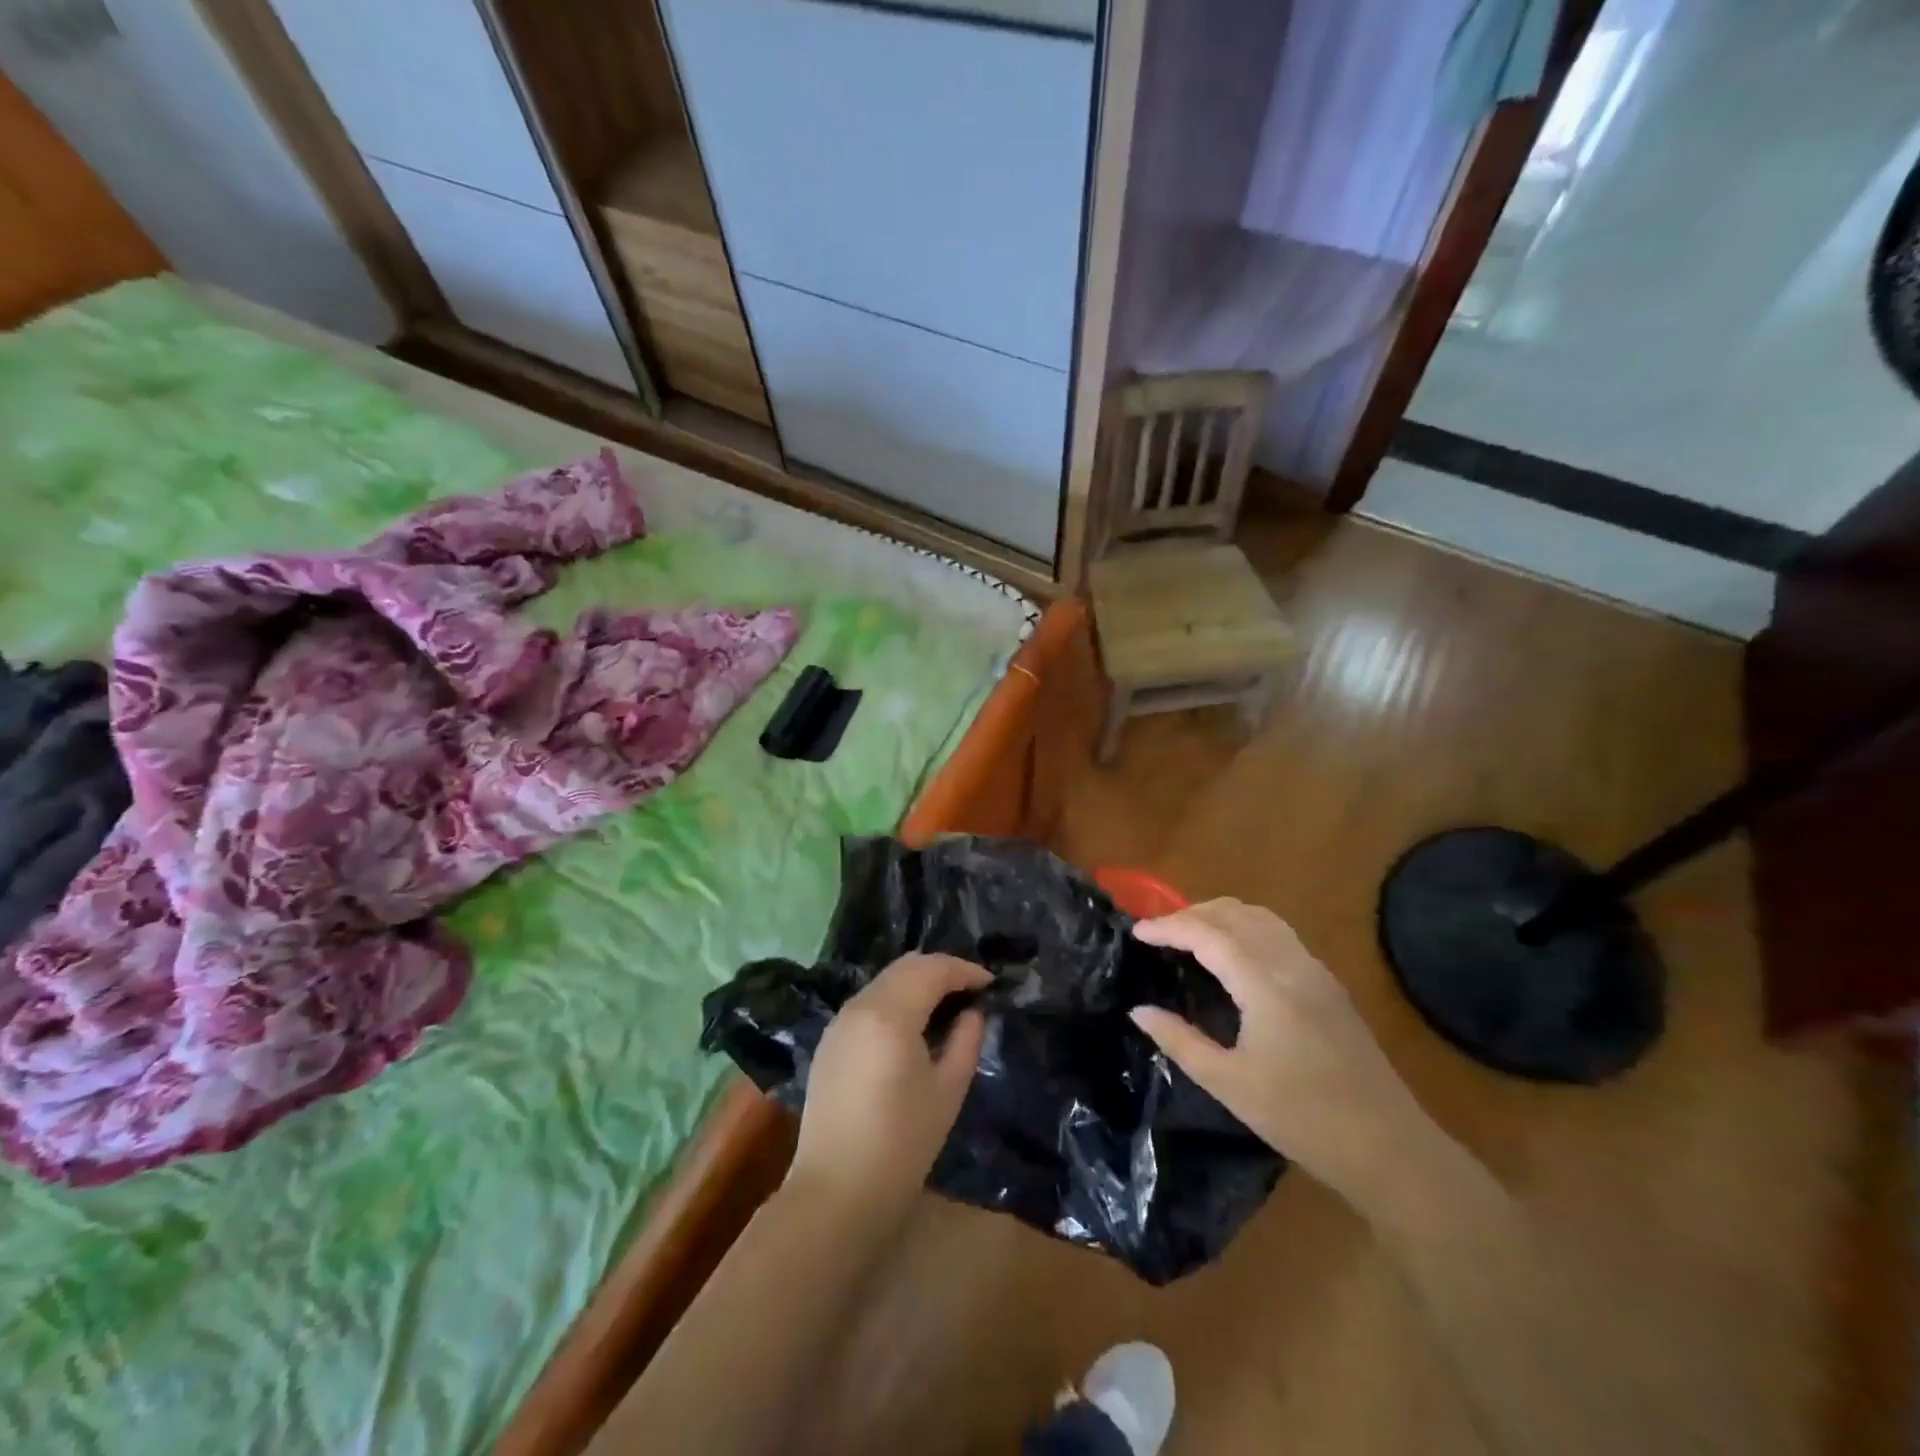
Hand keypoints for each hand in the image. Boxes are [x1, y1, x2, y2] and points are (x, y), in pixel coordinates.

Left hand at [787, 953, 989, 1222]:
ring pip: (885, 981)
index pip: (932, 970)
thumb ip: (966, 1041)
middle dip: (941, 970)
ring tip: (948, 1006)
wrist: (836, 1195)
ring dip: (917, 983)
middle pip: (905, 966)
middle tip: (972, 990)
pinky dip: (896, 999)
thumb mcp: (948, 1092)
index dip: (965, 970)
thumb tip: (972, 1012)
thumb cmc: (901, 1146)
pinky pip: (869, 1002)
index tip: (991, 984)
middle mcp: (860, 1006)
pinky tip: (914, 1025)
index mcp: (889, 1014)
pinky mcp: (830, 1041)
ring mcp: (839, 1022)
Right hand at [1129, 899, 1421, 1205]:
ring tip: (1188, 934)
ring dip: (1220, 915)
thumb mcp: (1229, 1084)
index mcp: (1265, 984)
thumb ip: (1179, 1041)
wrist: (1389, 1148)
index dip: (1168, 926)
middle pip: (1235, 913)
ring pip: (1261, 918)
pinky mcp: (1328, 985)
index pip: (1208, 934)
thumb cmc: (1302, 1118)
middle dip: (1191, 913)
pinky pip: (1279, 934)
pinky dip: (1245, 928)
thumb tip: (1139, 1011)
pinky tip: (1232, 955)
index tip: (1136, 932)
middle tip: (1157, 932)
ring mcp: (1315, 971)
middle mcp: (1292, 964)